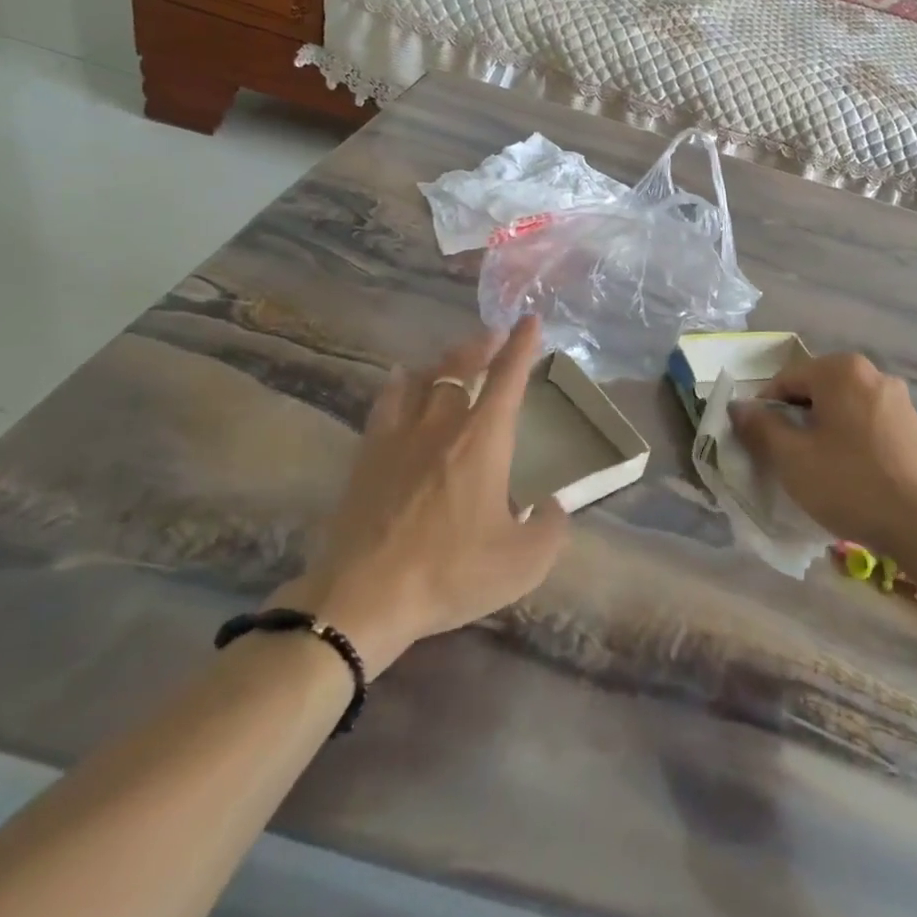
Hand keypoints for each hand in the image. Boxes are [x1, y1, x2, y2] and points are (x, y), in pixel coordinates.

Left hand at [273, 317, 567, 676]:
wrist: (364, 596)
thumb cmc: (451, 572)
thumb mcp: (522, 563)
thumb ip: (551, 529)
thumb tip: (553, 506)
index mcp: (483, 440)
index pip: (507, 378)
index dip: (521, 346)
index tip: (529, 321)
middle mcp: (442, 424)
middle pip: (461, 366)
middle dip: (481, 345)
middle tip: (492, 335)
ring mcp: (400, 435)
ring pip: (424, 377)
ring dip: (444, 360)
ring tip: (454, 356)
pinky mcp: (368, 453)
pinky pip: (387, 400)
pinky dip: (401, 382)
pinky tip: (401, 379)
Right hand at [727, 353, 916, 555]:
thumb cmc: (852, 484)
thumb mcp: (792, 458)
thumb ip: (760, 427)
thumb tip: (738, 407)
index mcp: (840, 370)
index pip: (784, 380)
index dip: (763, 411)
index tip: (758, 446)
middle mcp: (872, 374)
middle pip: (814, 392)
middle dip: (795, 422)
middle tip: (786, 461)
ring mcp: (899, 401)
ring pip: (842, 410)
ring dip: (822, 434)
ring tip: (818, 473)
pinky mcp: (915, 429)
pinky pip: (867, 426)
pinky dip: (850, 444)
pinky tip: (851, 478)